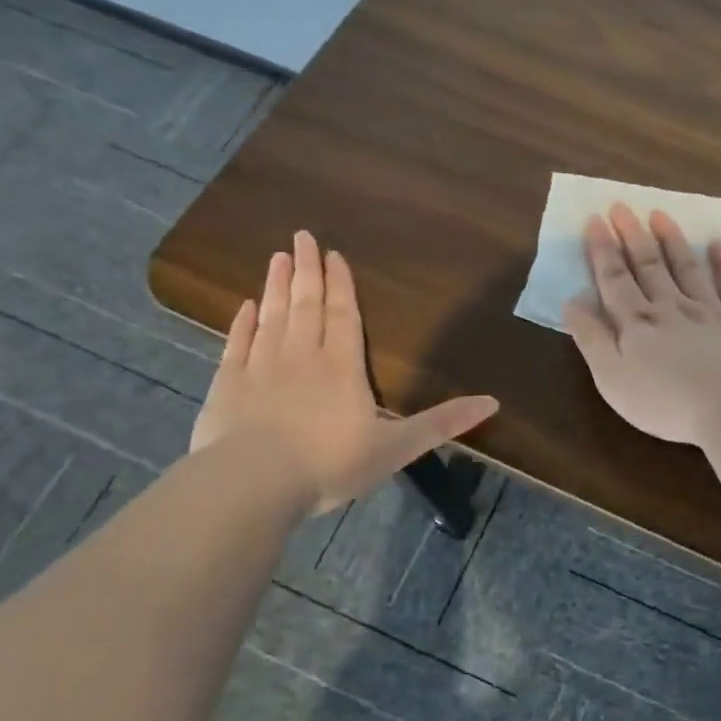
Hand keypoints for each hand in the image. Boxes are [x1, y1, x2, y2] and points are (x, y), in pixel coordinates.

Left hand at [191, 231, 498, 513]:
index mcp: (342, 368)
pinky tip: (245, 306)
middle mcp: (302, 357)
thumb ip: (442, 423)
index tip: (333, 255)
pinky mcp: (227, 386)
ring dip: (276, 286)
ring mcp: (260, 368)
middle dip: (307, 270)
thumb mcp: (397, 448)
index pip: (343, 316)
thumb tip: (493, 402)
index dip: (341, 285)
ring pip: (272, 317)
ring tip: (277, 256)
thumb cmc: (330, 464)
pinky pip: (237, 344)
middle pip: (306, 305)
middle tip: (302, 236)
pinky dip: (243, 323)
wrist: (252, 484)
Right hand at [562, 204, 720, 444]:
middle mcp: (672, 308)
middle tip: (622, 206)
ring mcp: (711, 312)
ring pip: (688, 269)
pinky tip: (719, 246)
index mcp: (637, 323)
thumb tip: (572, 301)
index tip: (595, 219)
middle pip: (649, 266)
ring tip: (660, 215)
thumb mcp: (612, 378)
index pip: (614, 279)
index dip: (602, 250)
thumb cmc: (665, 402)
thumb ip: (591, 338)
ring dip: (673, 241)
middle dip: (632, 235)